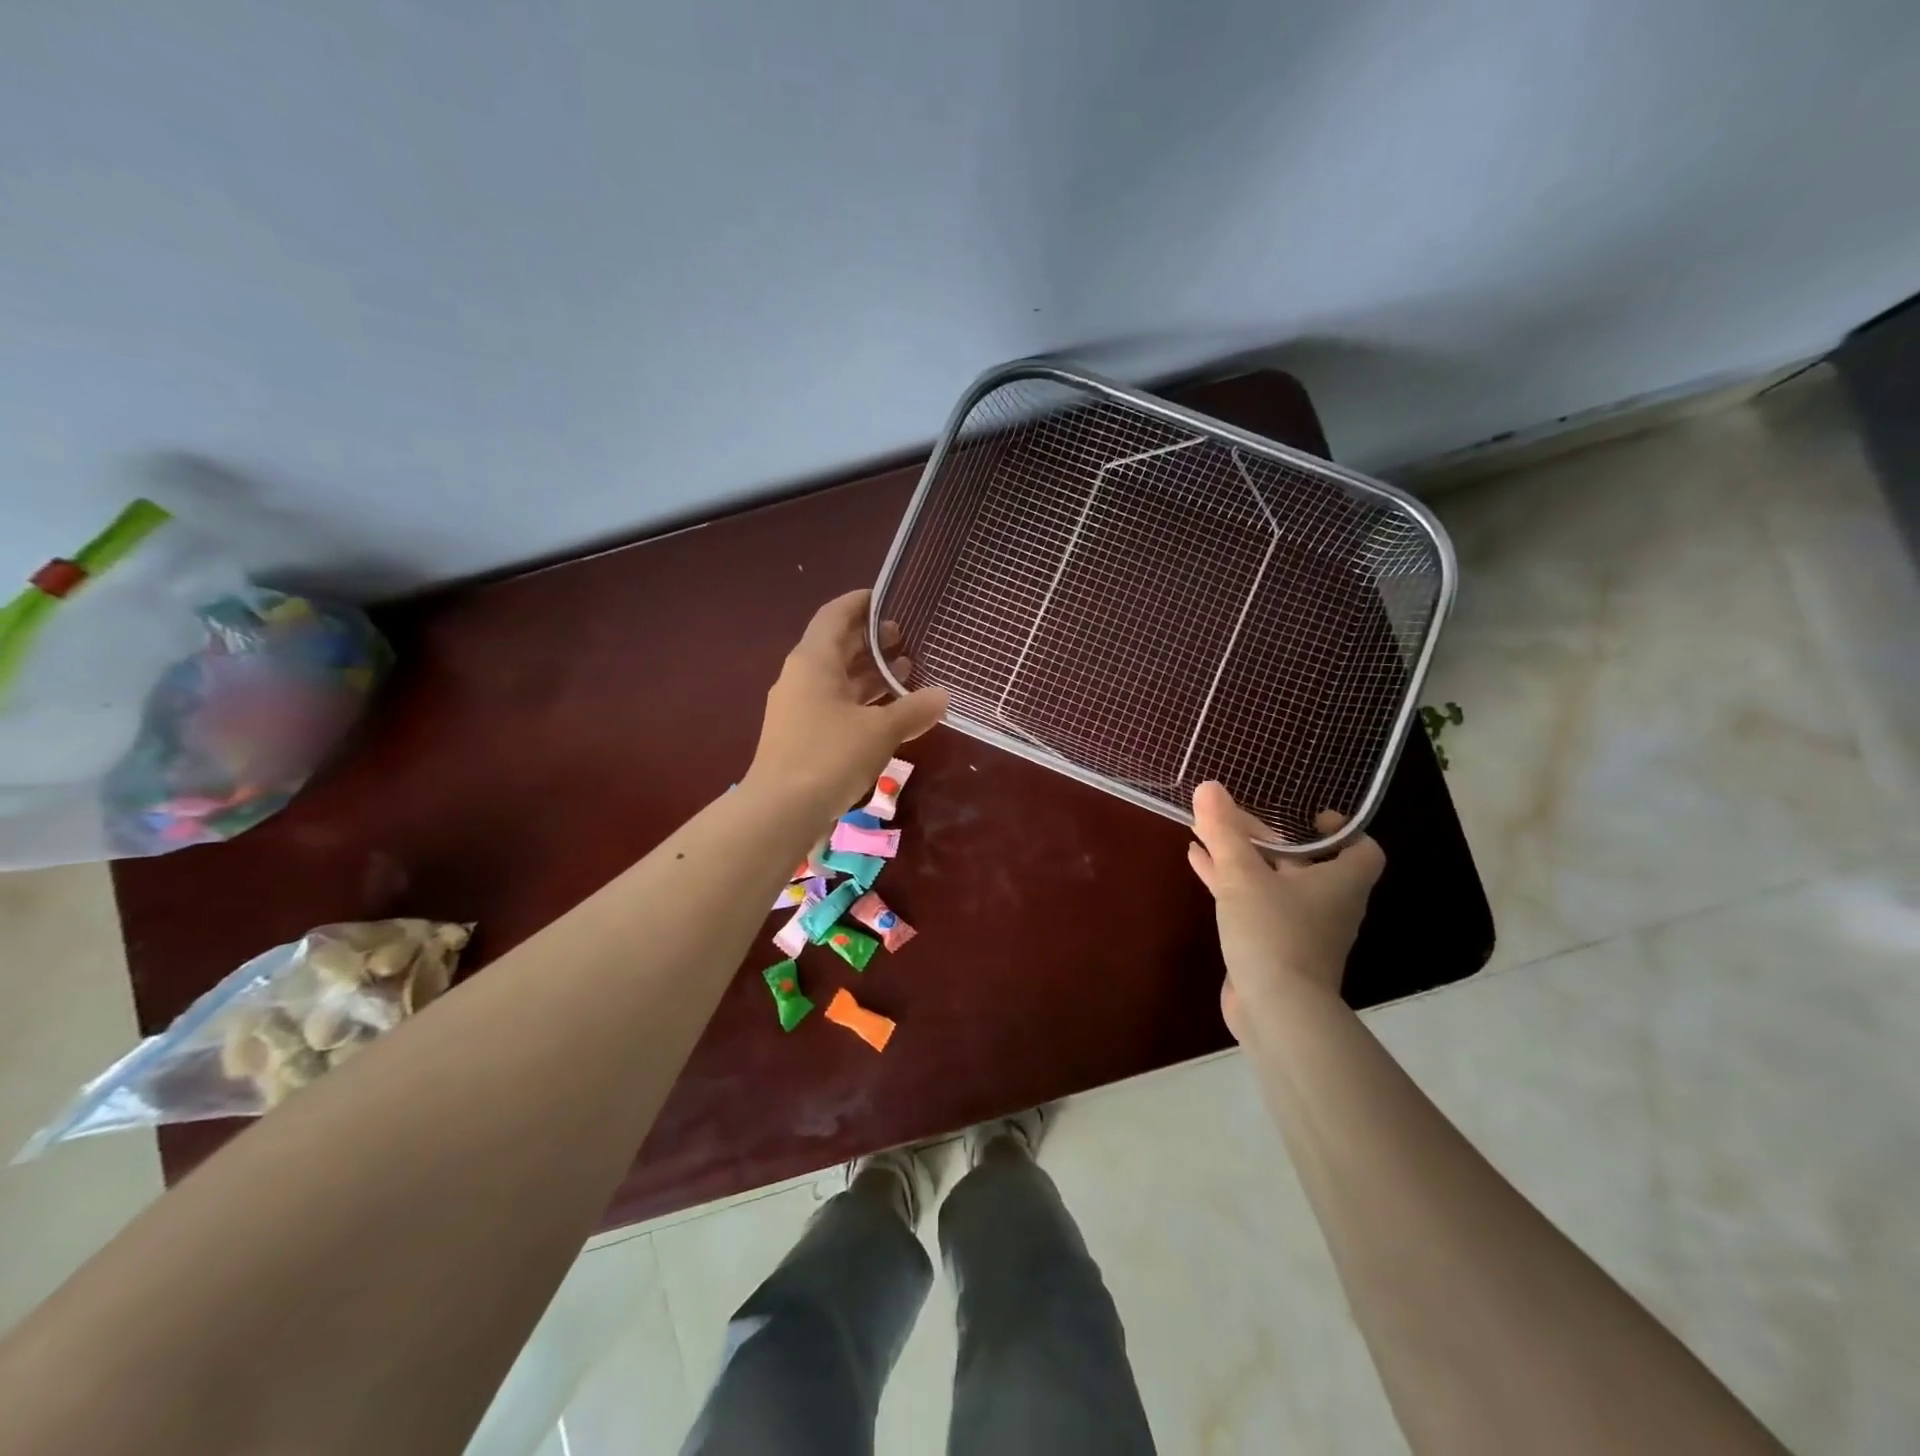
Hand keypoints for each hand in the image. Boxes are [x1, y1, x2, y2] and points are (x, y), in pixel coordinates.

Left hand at [744, 590, 947, 816]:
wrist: (779, 810)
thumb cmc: (829, 756)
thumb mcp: (880, 731)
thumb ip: (914, 710)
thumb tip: (943, 696)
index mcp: (814, 661)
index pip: (835, 615)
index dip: (860, 603)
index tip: (887, 598)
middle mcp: (801, 677)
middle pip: (837, 646)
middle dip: (871, 641)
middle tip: (906, 637)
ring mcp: (797, 707)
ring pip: (838, 679)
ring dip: (870, 674)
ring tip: (906, 672)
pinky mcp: (800, 735)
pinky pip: (834, 704)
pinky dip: (861, 701)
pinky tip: (888, 713)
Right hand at [1186, 781, 1384, 1040]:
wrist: (1277, 1011)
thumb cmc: (1274, 932)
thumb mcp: (1243, 875)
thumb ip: (1224, 831)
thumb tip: (1209, 787)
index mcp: (1339, 883)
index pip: (1362, 849)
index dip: (1341, 829)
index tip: (1308, 815)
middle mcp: (1326, 904)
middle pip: (1303, 861)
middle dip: (1265, 837)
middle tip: (1232, 816)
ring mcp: (1300, 929)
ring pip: (1271, 882)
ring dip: (1241, 858)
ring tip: (1205, 832)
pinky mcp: (1273, 948)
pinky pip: (1252, 904)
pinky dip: (1229, 883)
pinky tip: (1197, 862)